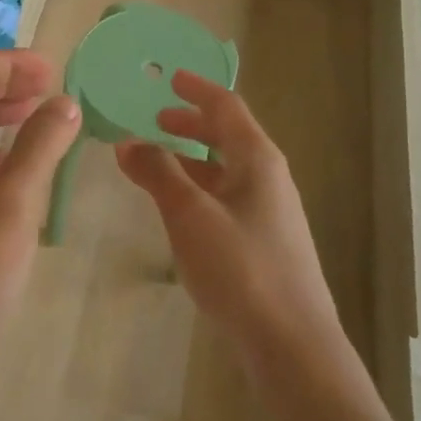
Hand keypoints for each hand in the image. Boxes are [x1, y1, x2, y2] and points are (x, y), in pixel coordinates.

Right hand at [116, 71, 339, 363]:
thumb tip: (128, 143)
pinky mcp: (264, 242)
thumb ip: (158, 173)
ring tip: (158, 163)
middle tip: (156, 121)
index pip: (226, 107)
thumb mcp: (190, 214)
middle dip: (192, 124)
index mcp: (257, 159)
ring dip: (193, 159)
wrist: (292, 342)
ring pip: (226, 170)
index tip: (170, 78)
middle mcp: (268, 178)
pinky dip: (199, 189)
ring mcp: (269, 212)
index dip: (196, 89)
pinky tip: (179, 209)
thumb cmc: (241, 267)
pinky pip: (227, 198)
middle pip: (229, 136)